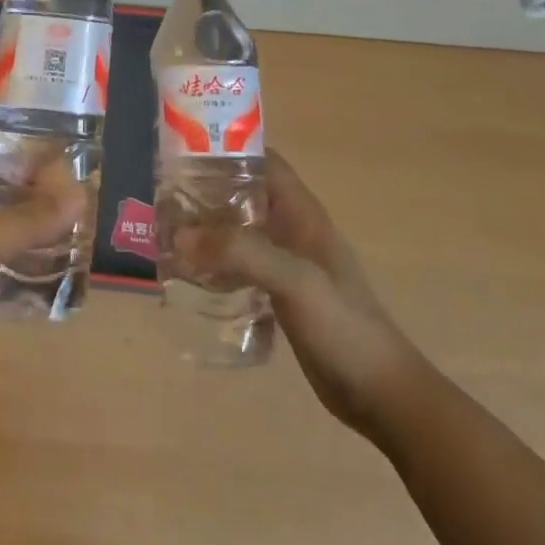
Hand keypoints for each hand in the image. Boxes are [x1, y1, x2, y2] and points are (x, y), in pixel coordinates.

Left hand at [0, 126, 81, 427]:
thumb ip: (24, 220)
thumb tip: (79, 196)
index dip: (17, 139)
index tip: (59, 153)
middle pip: (0, 177)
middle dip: (38, 180)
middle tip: (79, 195)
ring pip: (6, 215)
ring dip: (39, 217)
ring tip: (78, 225)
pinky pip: (7, 253)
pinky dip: (32, 252)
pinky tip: (59, 264)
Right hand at [181, 151, 422, 436]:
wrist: (380, 393)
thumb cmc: (343, 326)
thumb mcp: (294, 280)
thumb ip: (241, 252)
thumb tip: (182, 234)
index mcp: (302, 213)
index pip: (264, 163)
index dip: (229, 151)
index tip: (185, 154)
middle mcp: (293, 230)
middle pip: (245, 196)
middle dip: (207, 194)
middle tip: (164, 200)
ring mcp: (288, 264)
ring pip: (240, 232)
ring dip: (208, 231)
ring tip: (168, 236)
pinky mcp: (281, 295)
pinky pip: (241, 267)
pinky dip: (216, 265)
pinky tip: (190, 279)